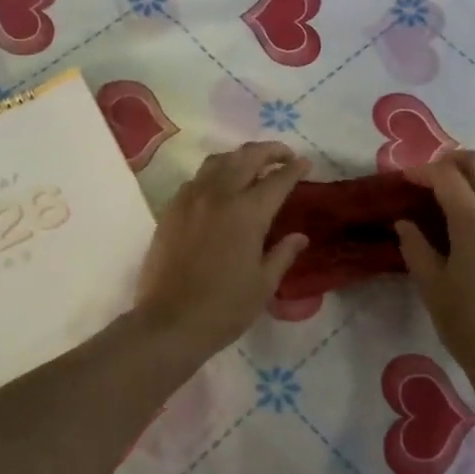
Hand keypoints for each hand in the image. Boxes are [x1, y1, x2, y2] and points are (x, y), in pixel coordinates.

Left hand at [134, 142, 309, 357]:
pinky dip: (214, 174)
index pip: (278, 179)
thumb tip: (299, 236)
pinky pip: (196, 179)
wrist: (169, 322)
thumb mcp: (264, 284)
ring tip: (252, 167)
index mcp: (248, 212)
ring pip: (218, 161)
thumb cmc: (224, 308)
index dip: (295, 169)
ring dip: (239, 157)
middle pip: (247, 157)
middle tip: (284, 157)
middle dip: (269, 151)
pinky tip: (219, 189)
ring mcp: (190, 199)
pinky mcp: (171, 210)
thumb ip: (283, 253)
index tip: (305, 164)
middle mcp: (219, 195)